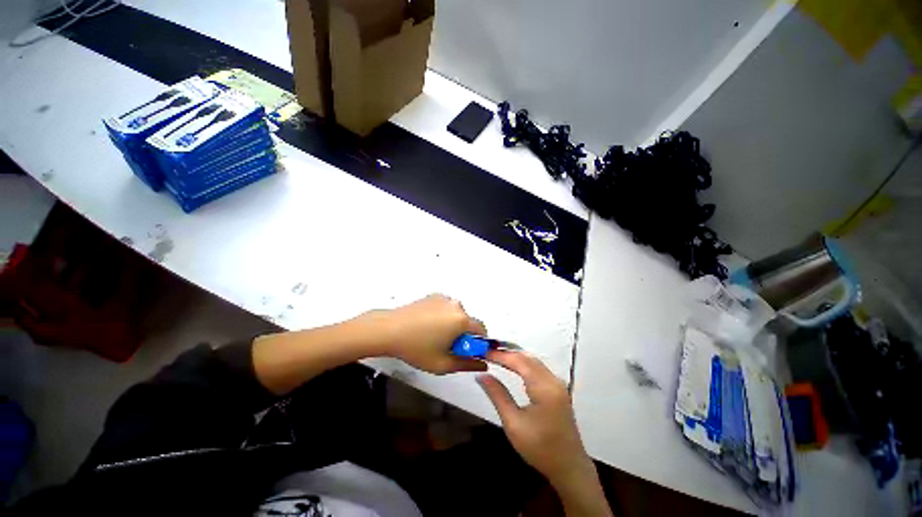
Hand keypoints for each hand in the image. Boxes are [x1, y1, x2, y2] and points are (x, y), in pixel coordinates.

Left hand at [371, 294, 487, 374]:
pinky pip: (445, 307)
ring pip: (456, 314)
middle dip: (462, 334)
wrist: (389, 329)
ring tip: (433, 336)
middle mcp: (455, 305)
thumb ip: (468, 364)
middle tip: (446, 346)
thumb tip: (482, 363)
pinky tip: (427, 325)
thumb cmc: (415, 347)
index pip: (482, 330)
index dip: (477, 343)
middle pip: (468, 321)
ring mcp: (443, 298)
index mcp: (461, 320)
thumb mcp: (443, 364)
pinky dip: (442, 316)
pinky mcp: (433, 296)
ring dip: (452, 324)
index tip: (467, 350)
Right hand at [476, 350, 589, 483]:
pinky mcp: (558, 389)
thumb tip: (481, 375)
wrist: (569, 467)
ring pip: (534, 361)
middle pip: (527, 358)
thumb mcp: (513, 423)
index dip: (501, 355)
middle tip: (488, 353)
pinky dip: (524, 364)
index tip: (484, 352)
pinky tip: (513, 367)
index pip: (520, 361)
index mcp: (544, 388)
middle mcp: (553, 380)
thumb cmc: (539, 448)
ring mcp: (558, 384)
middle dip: (507, 353)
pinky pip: (539, 368)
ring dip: (515, 357)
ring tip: (496, 357)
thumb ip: (497, 395)